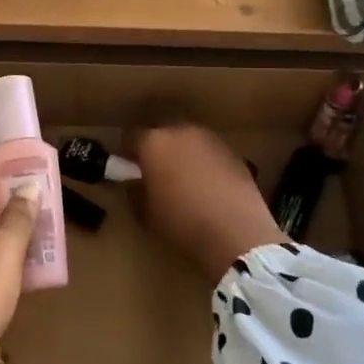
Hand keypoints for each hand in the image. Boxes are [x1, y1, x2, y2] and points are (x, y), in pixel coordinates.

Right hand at [125, 123, 285, 282]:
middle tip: (154, 169)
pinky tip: (207, 184)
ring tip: (182, 177)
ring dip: (181, 152)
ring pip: (187, 138)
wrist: (236, 233)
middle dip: (155, 146)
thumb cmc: (182, 223)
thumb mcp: (146, 214)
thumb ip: (135, 192)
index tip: (127, 167)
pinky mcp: (233, 152)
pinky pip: (208, 151)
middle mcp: (181, 131)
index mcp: (154, 143)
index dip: (126, 151)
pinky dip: (203, 161)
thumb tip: (135, 183)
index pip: (131, 137)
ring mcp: (210, 139)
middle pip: (161, 131)